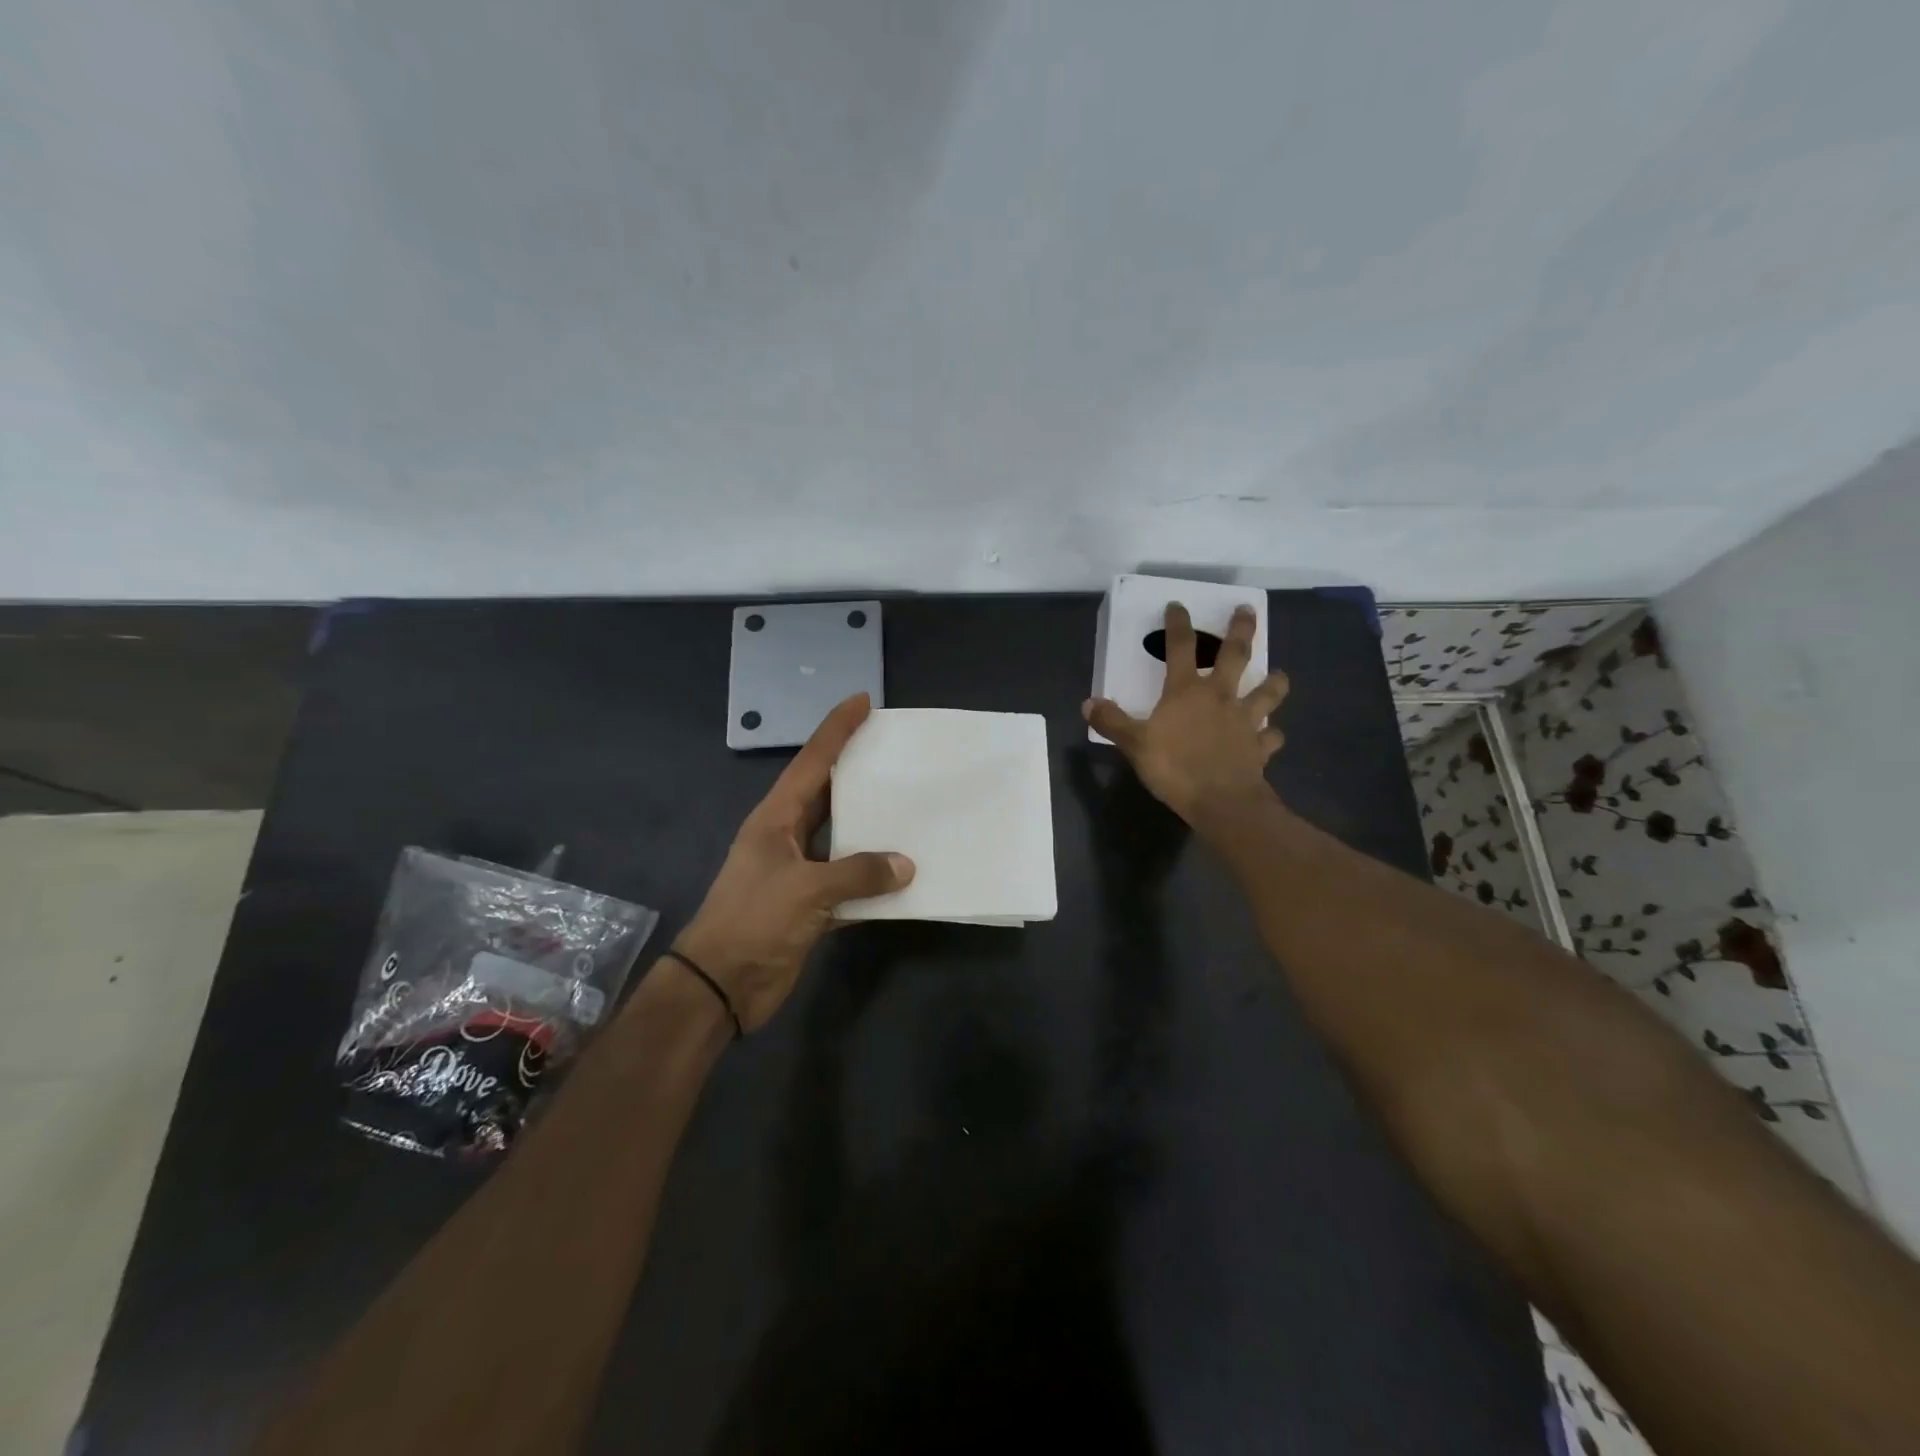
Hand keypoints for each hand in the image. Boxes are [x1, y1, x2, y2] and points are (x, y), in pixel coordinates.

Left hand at [674, 694, 911, 1031]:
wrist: (720, 986)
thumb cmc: (754, 921)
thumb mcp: (806, 889)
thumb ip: (859, 872)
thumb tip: (907, 865)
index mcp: (776, 818)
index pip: (811, 762)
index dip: (836, 729)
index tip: (863, 701)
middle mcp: (787, 837)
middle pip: (828, 794)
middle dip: (858, 771)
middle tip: (896, 751)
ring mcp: (798, 872)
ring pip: (842, 839)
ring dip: (871, 828)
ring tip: (910, 807)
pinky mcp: (809, 906)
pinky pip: (849, 883)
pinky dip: (873, 881)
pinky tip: (904, 878)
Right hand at [1083, 602, 1290, 825]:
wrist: (1221, 801)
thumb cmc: (1174, 767)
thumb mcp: (1134, 744)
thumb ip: (1112, 722)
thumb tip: (1088, 703)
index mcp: (1186, 691)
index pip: (1180, 647)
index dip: (1178, 624)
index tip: (1178, 605)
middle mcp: (1220, 697)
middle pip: (1235, 656)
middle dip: (1241, 630)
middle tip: (1248, 610)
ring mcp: (1245, 721)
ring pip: (1267, 694)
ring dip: (1274, 683)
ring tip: (1280, 675)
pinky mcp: (1260, 747)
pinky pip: (1271, 737)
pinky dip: (1273, 735)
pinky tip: (1272, 735)